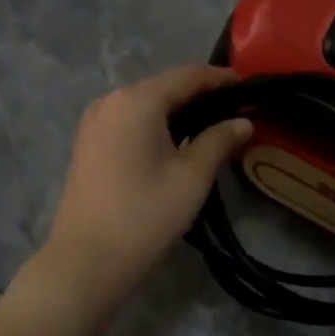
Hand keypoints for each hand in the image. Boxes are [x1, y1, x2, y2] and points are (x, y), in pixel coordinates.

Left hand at [40, 65, 252, 309]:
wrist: (86, 260)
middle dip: (200, 94)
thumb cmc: (145, 214)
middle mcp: (111, 99)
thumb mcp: (192, 176)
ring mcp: (94, 120)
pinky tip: (175, 141)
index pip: (187, 75)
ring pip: (145, 103)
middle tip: (234, 109)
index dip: (220, 78)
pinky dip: (154, 123)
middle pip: (164, 86)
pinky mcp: (87, 142)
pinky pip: (128, 119)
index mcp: (138, 100)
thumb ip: (219, 140)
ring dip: (177, 110)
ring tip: (211, 126)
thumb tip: (243, 121)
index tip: (248, 87)